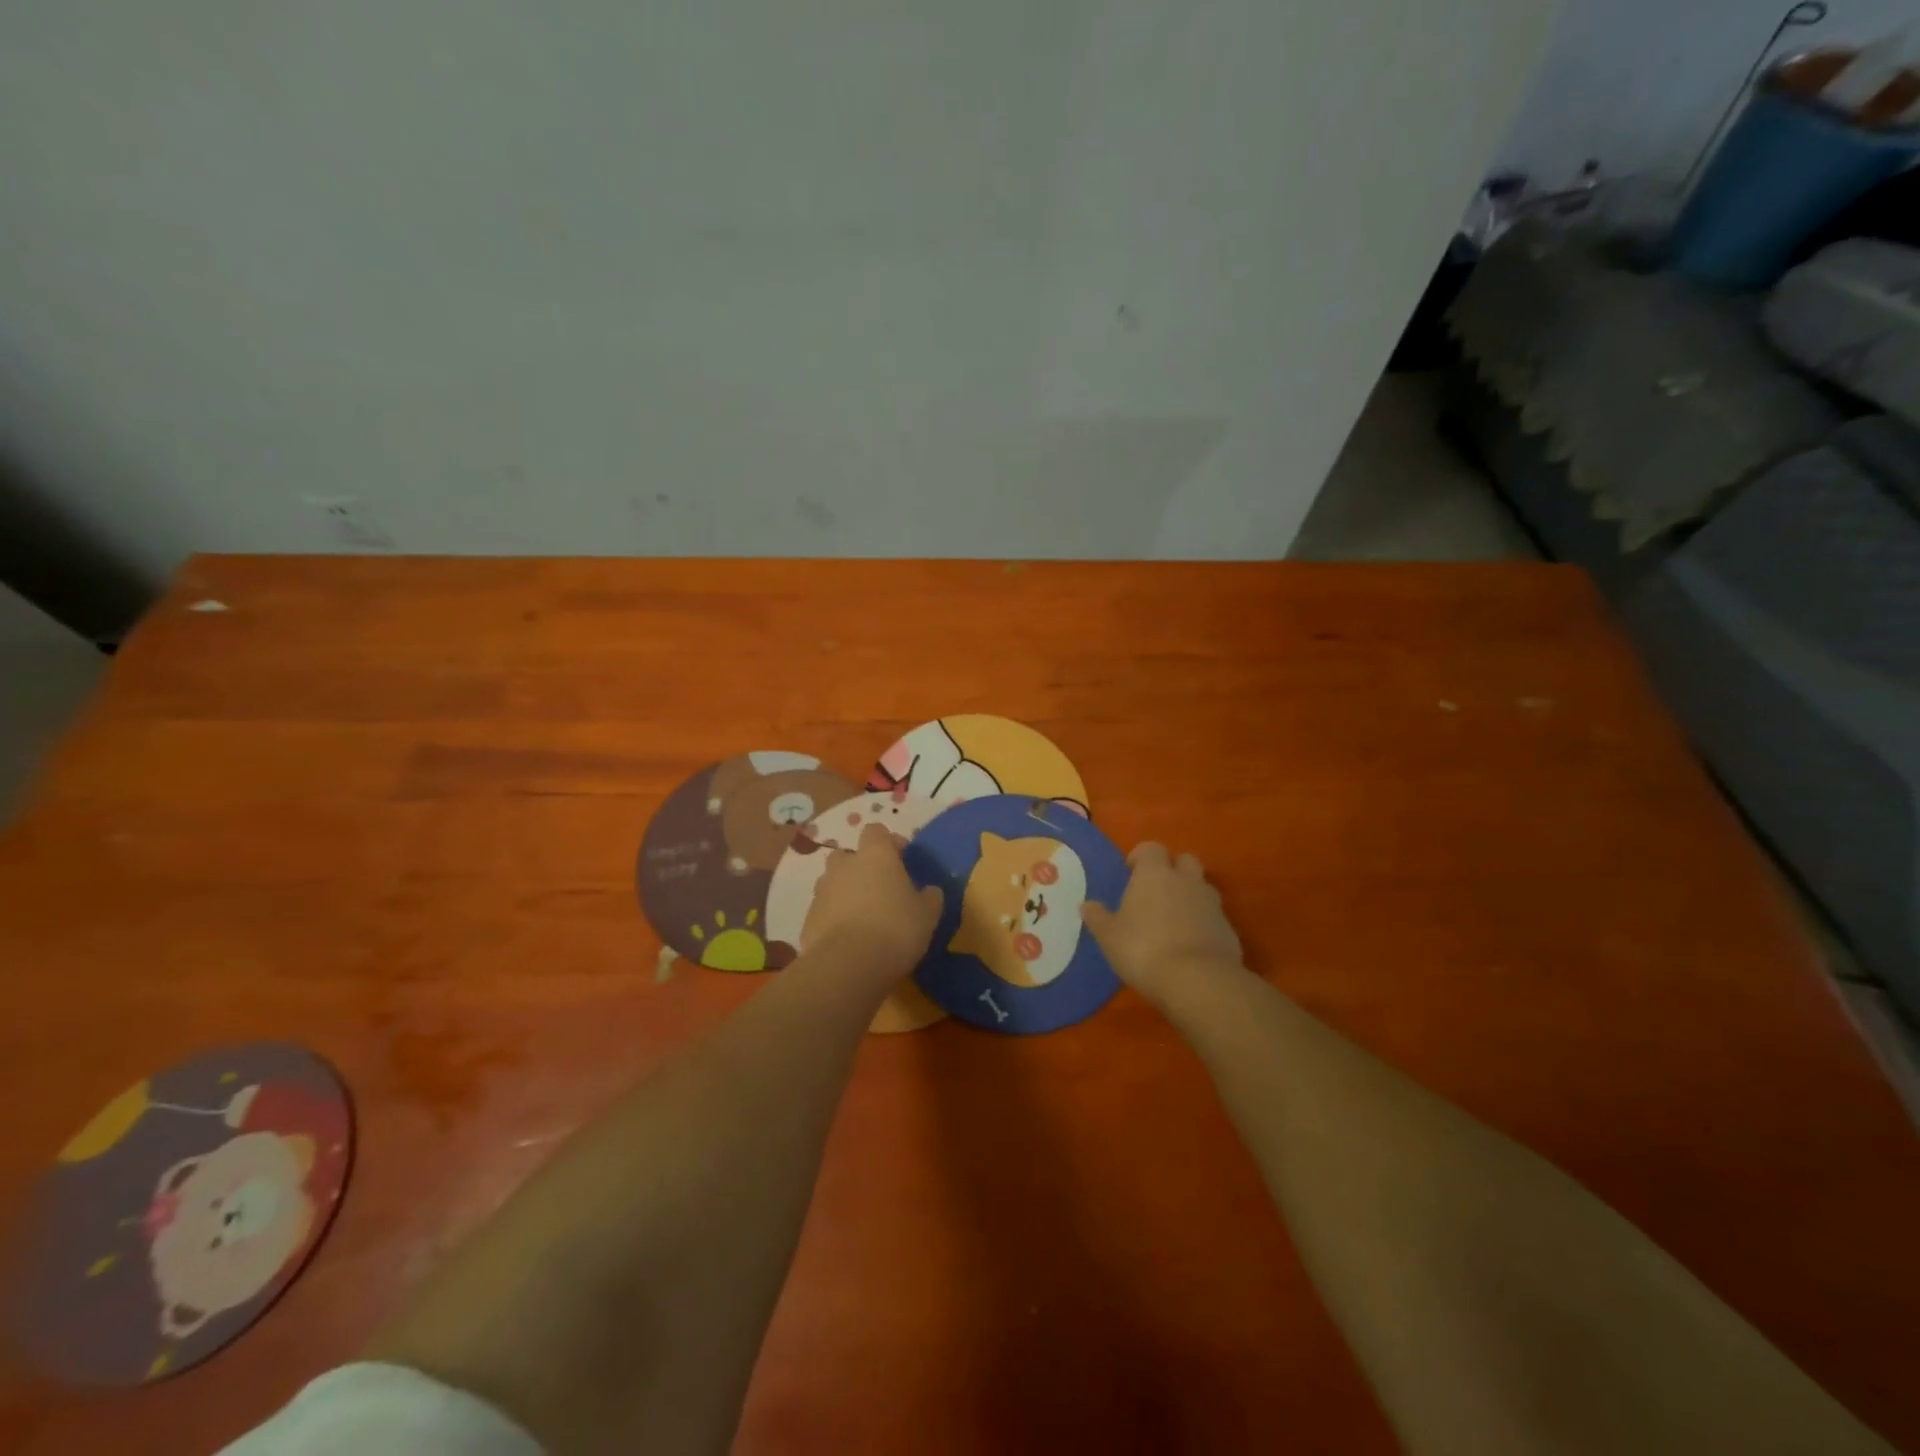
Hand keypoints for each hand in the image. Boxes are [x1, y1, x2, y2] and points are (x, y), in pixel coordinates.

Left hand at [803, 823, 942, 981]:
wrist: (847, 965)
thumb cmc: (895, 929)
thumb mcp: (927, 915)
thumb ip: (930, 898)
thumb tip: (930, 891)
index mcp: (876, 855)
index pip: (876, 831)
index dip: (889, 842)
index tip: (902, 859)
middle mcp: (845, 865)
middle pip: (850, 855)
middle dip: (862, 867)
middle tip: (880, 890)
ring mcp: (822, 890)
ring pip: (834, 882)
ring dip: (846, 893)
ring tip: (864, 918)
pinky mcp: (808, 918)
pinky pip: (824, 910)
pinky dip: (834, 918)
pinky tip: (849, 939)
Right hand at [1081, 843, 1242, 1007]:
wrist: (1197, 980)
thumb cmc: (1143, 949)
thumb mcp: (1109, 936)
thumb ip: (1098, 917)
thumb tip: (1086, 905)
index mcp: (1155, 874)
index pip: (1151, 848)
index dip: (1140, 857)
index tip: (1130, 872)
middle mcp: (1186, 881)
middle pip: (1184, 860)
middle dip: (1172, 870)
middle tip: (1155, 892)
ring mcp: (1212, 904)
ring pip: (1202, 887)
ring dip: (1190, 896)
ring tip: (1173, 920)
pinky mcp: (1228, 929)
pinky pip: (1213, 917)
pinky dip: (1203, 923)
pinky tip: (1190, 945)